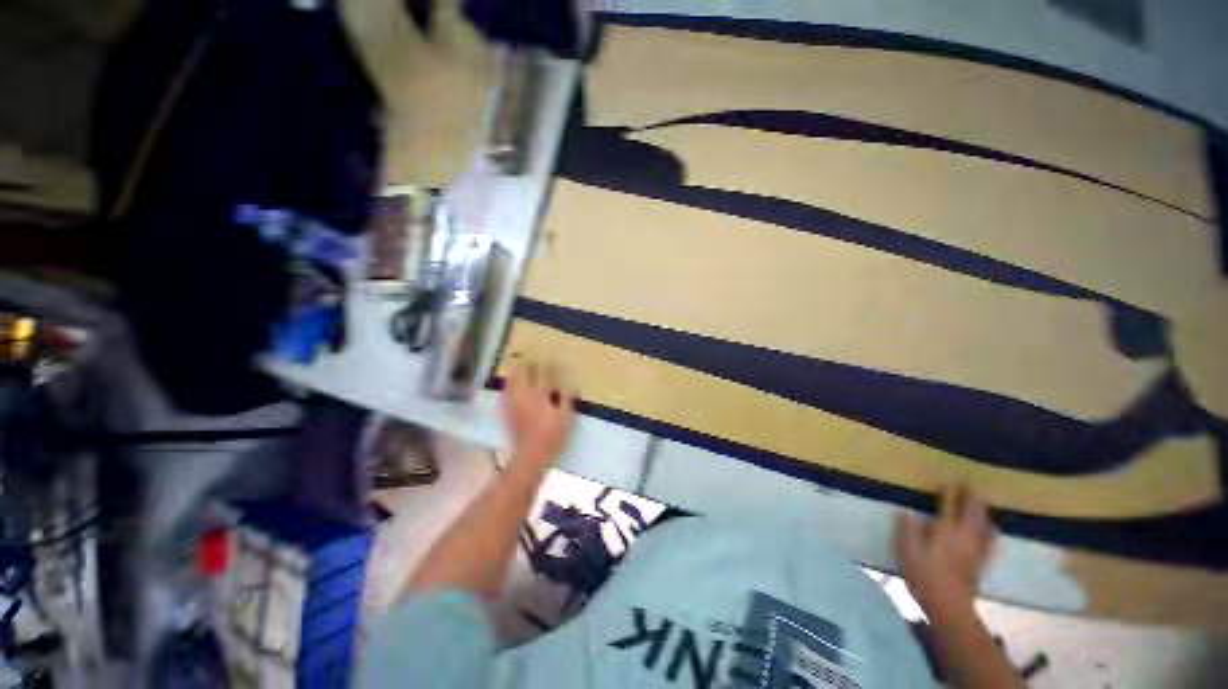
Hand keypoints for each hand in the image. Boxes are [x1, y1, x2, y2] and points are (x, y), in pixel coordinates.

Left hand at [501, 359, 574, 470]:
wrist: (530, 455)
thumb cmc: (552, 436)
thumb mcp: (566, 417)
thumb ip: (566, 398)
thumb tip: (569, 383)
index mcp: (540, 395)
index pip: (543, 373)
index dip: (547, 364)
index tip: (551, 358)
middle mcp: (524, 395)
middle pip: (523, 372)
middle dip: (527, 362)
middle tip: (530, 354)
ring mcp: (513, 402)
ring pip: (511, 380)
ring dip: (515, 370)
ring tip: (517, 362)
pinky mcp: (507, 410)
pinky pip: (505, 391)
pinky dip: (508, 383)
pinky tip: (510, 382)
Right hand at [894, 485, 995, 615]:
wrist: (950, 607)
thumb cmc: (924, 576)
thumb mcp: (907, 551)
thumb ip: (908, 529)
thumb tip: (907, 511)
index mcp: (945, 530)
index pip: (947, 505)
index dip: (947, 492)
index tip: (946, 481)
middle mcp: (964, 536)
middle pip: (971, 512)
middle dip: (970, 497)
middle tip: (969, 483)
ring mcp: (975, 550)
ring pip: (984, 524)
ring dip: (983, 511)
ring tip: (983, 501)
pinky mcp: (980, 562)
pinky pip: (990, 542)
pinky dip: (992, 531)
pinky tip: (994, 529)